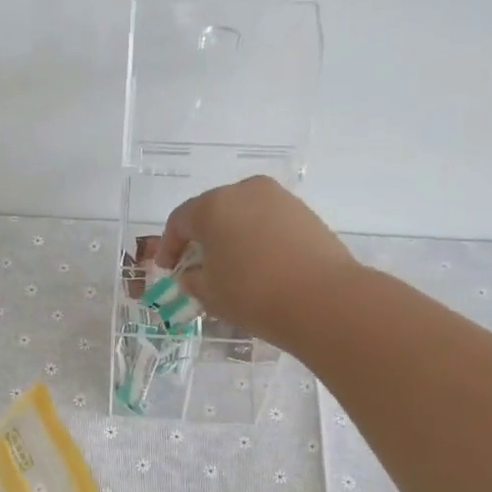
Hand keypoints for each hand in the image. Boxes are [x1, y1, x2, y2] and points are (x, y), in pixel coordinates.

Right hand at [155, 176, 357, 346]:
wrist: (323, 300)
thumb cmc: (253, 294)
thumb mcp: (209, 294)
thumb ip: (193, 279)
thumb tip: (194, 274)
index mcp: (213, 206)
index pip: (179, 221)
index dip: (169, 246)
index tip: (167, 269)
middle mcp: (245, 191)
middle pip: (212, 211)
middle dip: (201, 238)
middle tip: (196, 266)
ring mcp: (279, 199)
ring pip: (243, 215)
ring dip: (230, 237)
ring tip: (230, 267)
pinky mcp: (304, 213)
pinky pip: (268, 223)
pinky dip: (256, 239)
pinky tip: (258, 265)